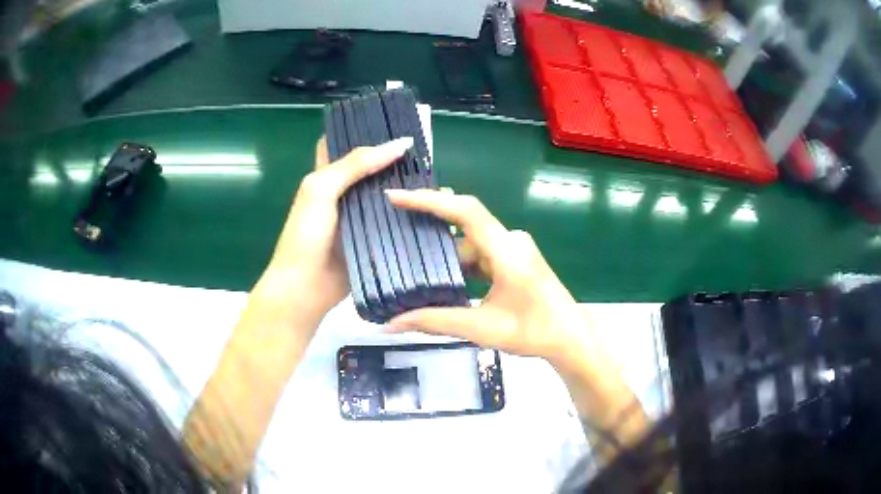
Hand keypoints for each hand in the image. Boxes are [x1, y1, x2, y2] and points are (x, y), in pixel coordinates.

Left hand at [254, 136, 413, 329]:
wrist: (305, 287)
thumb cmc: (306, 234)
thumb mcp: (322, 189)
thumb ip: (356, 164)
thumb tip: (401, 144)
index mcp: (327, 175)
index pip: (345, 144)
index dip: (365, 130)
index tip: (394, 119)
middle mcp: (344, 192)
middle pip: (371, 168)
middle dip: (394, 158)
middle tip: (425, 148)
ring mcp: (359, 217)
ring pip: (385, 194)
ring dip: (405, 185)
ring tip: (435, 172)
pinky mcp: (373, 238)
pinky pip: (392, 221)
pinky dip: (408, 213)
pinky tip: (429, 205)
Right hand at [384, 189, 586, 362]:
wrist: (570, 337)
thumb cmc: (533, 332)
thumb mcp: (481, 328)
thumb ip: (435, 322)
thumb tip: (391, 324)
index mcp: (507, 251)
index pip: (465, 211)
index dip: (429, 200)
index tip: (396, 197)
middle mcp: (511, 241)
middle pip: (464, 224)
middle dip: (430, 225)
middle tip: (394, 227)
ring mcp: (514, 248)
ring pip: (471, 242)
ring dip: (446, 254)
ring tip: (412, 262)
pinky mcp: (514, 258)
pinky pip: (481, 253)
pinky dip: (461, 263)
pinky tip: (443, 278)